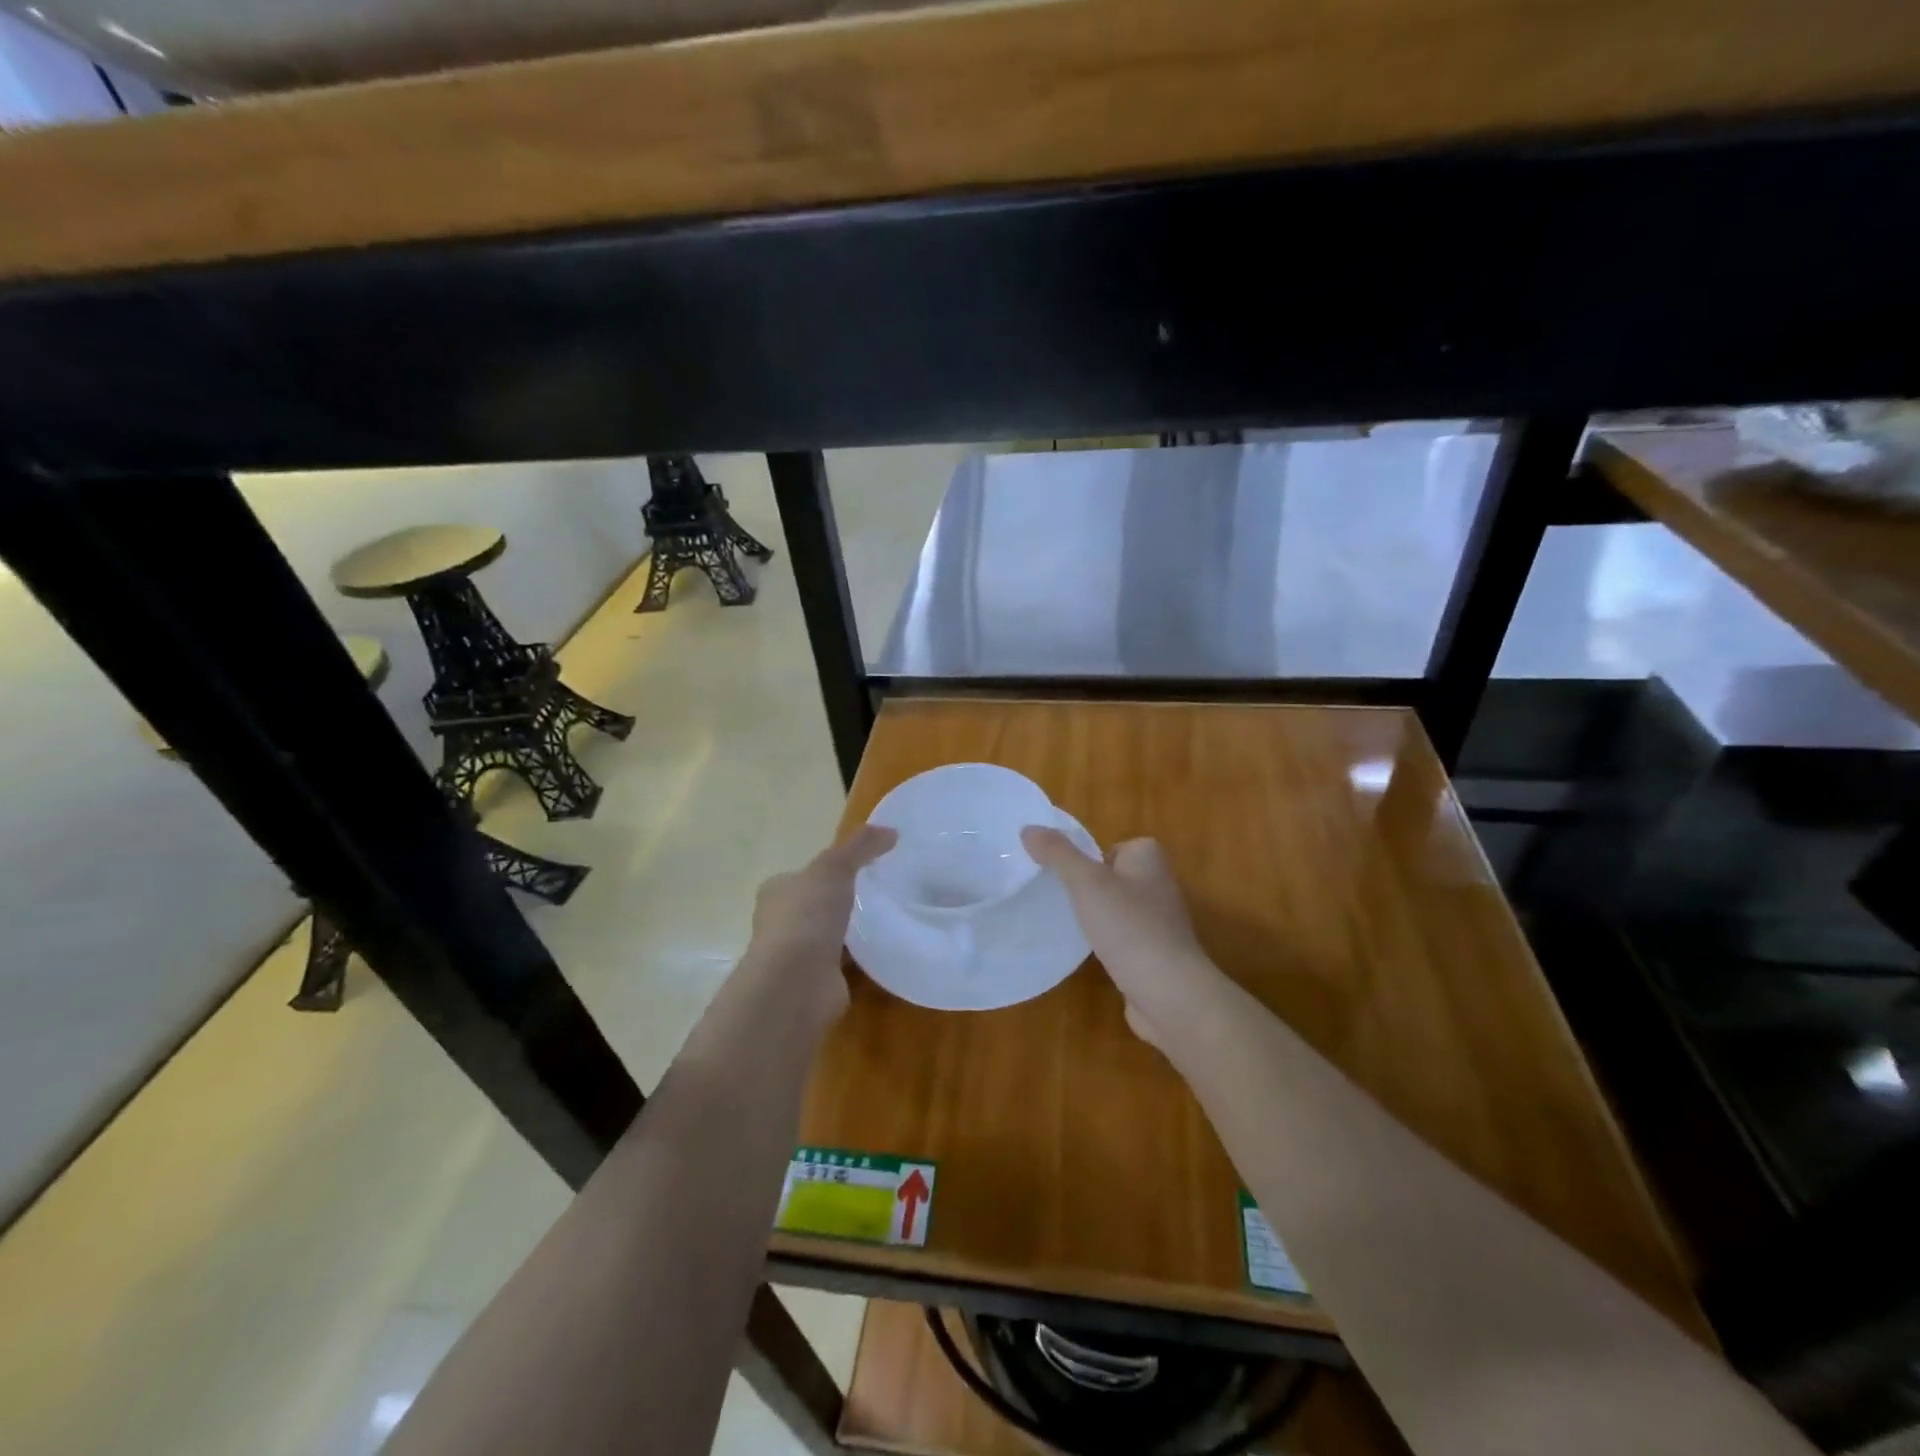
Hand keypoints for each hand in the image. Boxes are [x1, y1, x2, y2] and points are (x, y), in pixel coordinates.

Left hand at [741, 825, 896, 1034]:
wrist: (796, 984)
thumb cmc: (806, 917)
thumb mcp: (834, 868)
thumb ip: (861, 847)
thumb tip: (891, 830)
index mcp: (777, 893)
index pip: (801, 876)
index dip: (826, 871)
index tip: (860, 868)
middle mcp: (781, 924)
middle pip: (814, 907)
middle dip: (839, 902)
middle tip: (878, 893)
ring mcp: (797, 957)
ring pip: (828, 937)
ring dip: (849, 933)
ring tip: (887, 920)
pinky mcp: (817, 983)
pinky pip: (843, 965)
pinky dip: (859, 960)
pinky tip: (883, 952)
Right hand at [1021, 828, 1229, 1053]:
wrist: (1170, 993)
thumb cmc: (1130, 927)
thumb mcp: (1086, 882)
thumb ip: (1058, 854)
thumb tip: (1028, 828)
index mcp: (1150, 858)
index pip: (1114, 847)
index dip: (1089, 859)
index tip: (1066, 876)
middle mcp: (1159, 884)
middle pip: (1112, 877)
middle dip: (1087, 888)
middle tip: (1058, 899)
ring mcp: (1160, 922)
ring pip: (1116, 909)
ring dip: (1095, 917)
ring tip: (1068, 926)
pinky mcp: (1154, 954)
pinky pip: (1122, 938)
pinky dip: (1106, 944)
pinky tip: (1088, 954)